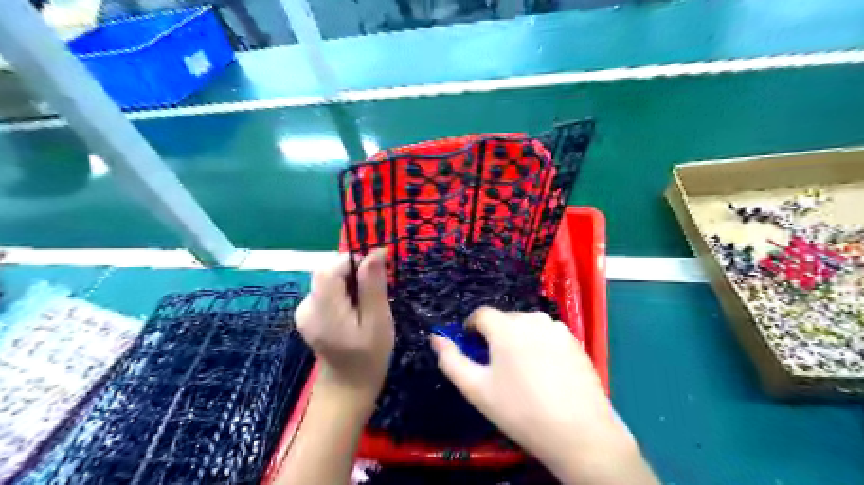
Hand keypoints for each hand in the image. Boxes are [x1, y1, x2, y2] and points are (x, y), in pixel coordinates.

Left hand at [295, 250, 393, 401]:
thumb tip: (376, 251)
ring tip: (364, 306)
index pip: (330, 268)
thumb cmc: (369, 356)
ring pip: (327, 279)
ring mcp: (303, 311)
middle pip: (327, 271)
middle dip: (353, 273)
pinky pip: (325, 290)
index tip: (375, 275)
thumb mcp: (378, 320)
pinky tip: (352, 311)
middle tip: (373, 294)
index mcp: (323, 309)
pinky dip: (341, 292)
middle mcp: (306, 306)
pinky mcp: (307, 314)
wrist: (348, 387)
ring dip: (348, 283)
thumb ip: (373, 284)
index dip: (354, 262)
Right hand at [433, 308, 647, 482]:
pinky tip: (545, 372)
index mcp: (507, 327)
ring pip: (528, 326)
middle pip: (505, 319)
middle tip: (497, 366)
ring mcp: (558, 329)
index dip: (472, 327)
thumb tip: (435, 339)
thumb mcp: (476, 389)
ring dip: (519, 339)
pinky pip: (548, 335)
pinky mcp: (575, 341)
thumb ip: (451, 360)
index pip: (482, 314)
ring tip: (522, 370)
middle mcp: (533, 319)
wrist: (579, 433)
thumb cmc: (520, 411)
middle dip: (495, 335)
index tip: (471, 347)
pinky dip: (540, 345)